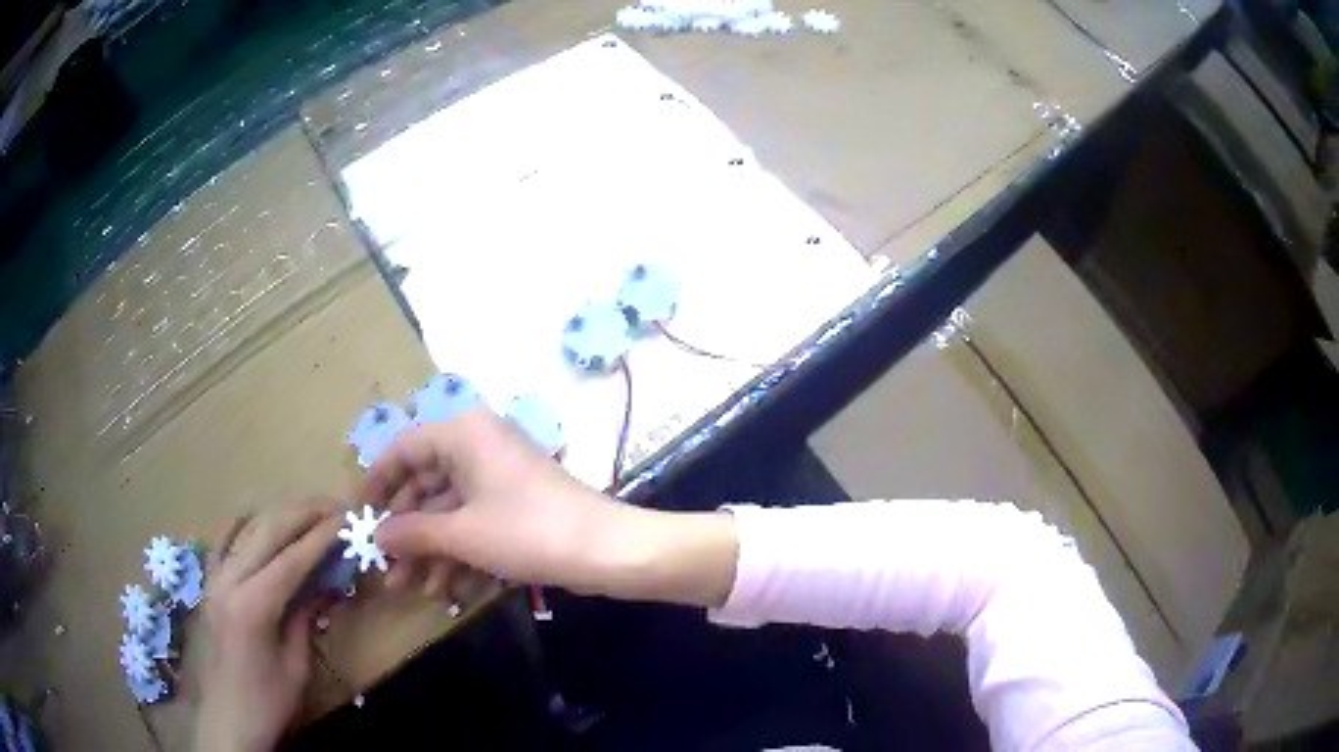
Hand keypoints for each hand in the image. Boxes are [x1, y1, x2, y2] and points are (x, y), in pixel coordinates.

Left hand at [195, 500, 342, 751]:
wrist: (229, 719)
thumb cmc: (269, 700)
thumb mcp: (297, 664)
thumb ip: (306, 615)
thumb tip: (327, 582)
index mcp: (253, 605)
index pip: (292, 557)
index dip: (322, 536)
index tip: (348, 519)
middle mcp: (229, 580)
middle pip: (268, 530)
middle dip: (303, 513)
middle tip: (334, 507)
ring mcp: (214, 578)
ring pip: (247, 528)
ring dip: (279, 515)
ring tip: (308, 511)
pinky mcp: (209, 583)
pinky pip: (225, 542)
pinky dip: (244, 526)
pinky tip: (258, 521)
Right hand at [366, 409, 737, 607]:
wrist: (607, 551)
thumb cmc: (528, 531)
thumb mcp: (463, 534)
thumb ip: (414, 532)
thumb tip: (378, 535)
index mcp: (464, 434)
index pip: (404, 449)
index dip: (377, 482)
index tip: (357, 515)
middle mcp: (479, 447)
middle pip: (426, 486)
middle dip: (406, 532)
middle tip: (385, 568)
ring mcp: (499, 479)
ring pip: (450, 511)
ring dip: (430, 551)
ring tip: (410, 590)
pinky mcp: (517, 507)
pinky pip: (475, 525)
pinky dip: (459, 554)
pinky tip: (445, 591)